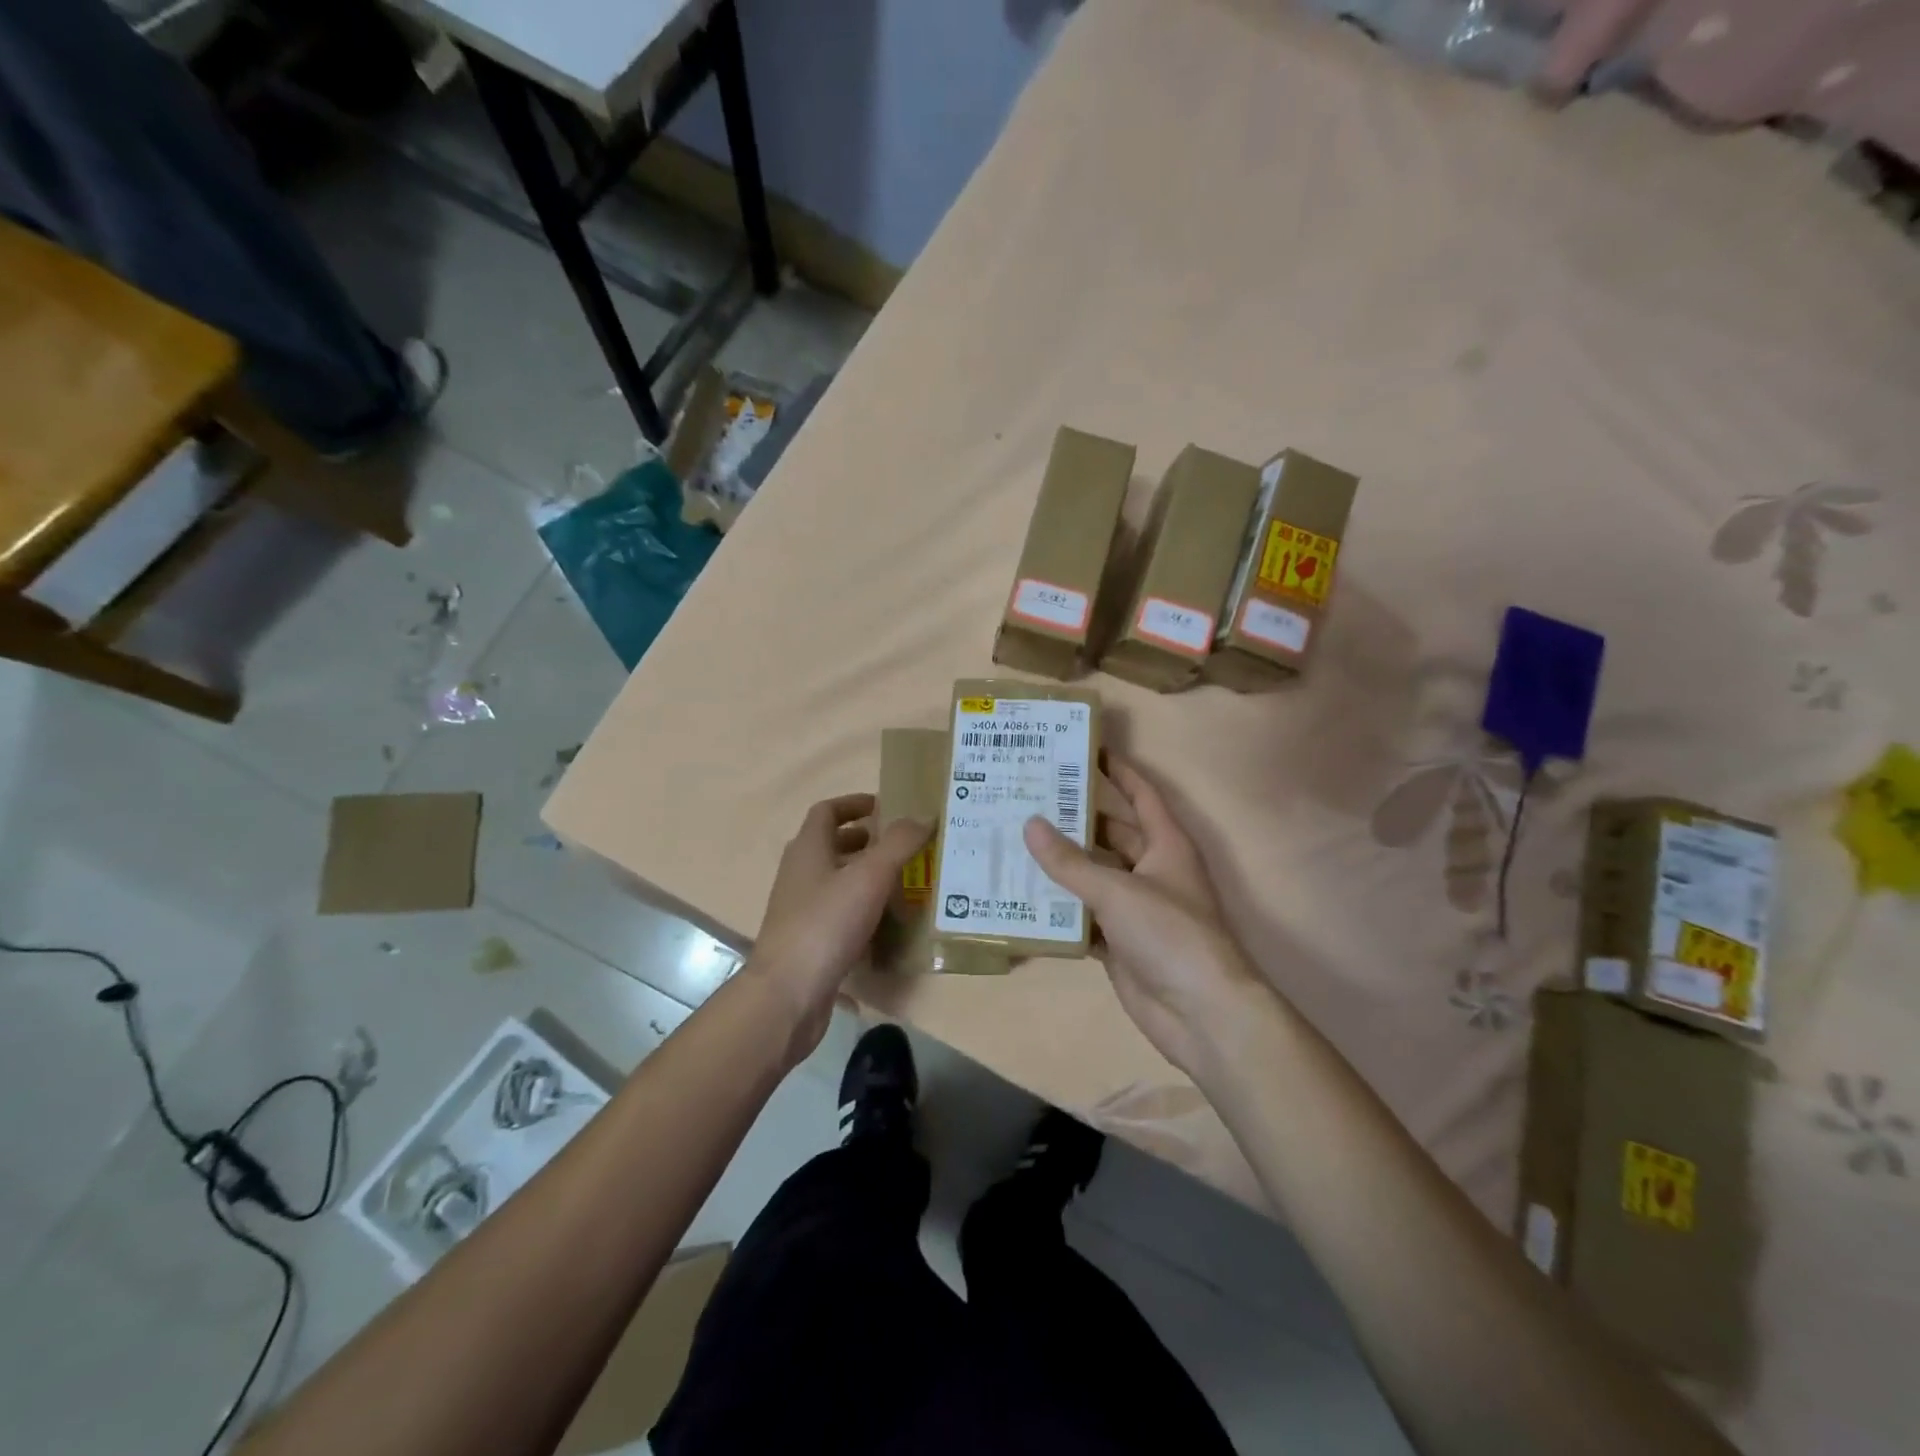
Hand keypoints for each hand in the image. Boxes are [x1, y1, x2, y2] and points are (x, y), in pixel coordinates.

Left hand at [747, 794, 930, 1060]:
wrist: (788, 994)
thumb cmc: (826, 924)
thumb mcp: (869, 877)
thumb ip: (899, 844)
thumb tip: (924, 815)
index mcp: (808, 849)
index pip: (827, 811)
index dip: (855, 803)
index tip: (886, 807)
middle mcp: (800, 873)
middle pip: (832, 845)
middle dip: (866, 841)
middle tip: (903, 845)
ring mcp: (801, 909)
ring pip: (836, 881)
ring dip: (865, 876)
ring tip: (904, 881)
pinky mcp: (808, 940)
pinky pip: (838, 913)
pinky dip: (861, 909)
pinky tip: (887, 923)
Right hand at [1024, 756, 1262, 1077]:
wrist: (1201, 1013)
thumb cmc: (1171, 934)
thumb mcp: (1118, 890)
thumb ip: (1071, 861)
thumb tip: (1029, 824)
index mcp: (1166, 845)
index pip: (1141, 794)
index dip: (1117, 770)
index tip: (1083, 748)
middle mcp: (1152, 870)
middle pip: (1110, 834)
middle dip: (1074, 819)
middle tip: (1028, 800)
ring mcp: (1136, 909)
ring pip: (1093, 876)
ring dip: (1061, 866)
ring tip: (1014, 842)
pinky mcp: (1120, 943)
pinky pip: (1084, 917)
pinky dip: (1059, 909)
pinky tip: (1023, 898)